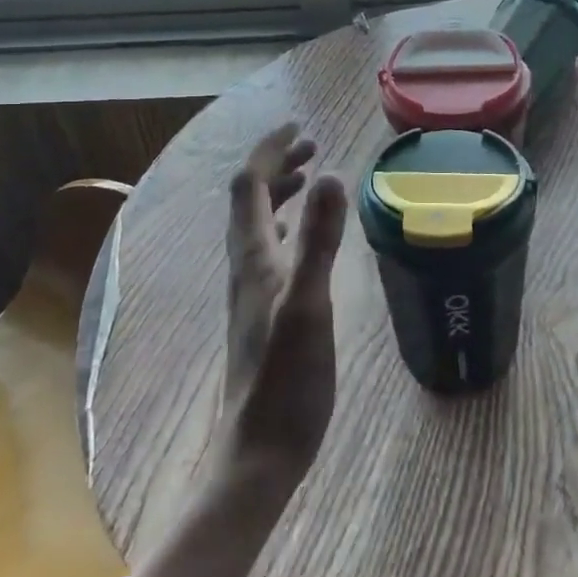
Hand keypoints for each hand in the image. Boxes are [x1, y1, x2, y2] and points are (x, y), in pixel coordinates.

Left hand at [215, 123, 347, 509]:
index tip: (300, 127)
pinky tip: (300, 239)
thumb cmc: (288, 379)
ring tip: (308, 177)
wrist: (261, 449)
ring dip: (278, 192)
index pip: (249, 185)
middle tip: (311, 146)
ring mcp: (251, 291)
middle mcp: (245, 267)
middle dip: (276, 165)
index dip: (270, 150)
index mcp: (253, 258)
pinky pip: (267, 249)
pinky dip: (284, 225)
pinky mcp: (263, 311)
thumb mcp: (310, 303)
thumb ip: (320, 240)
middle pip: (249, 200)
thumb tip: (331, 175)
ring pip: (256, 224)